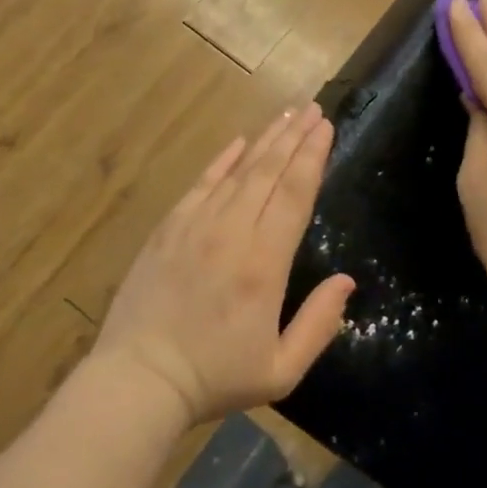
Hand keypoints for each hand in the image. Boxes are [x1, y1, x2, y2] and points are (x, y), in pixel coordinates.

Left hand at [92, 104, 354, 425]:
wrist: (139, 380)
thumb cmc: (215, 378)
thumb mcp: (281, 370)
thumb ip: (319, 324)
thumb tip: (347, 282)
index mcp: (264, 263)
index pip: (294, 195)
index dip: (312, 157)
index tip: (325, 127)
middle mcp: (232, 232)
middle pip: (269, 172)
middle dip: (294, 137)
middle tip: (313, 108)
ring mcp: (195, 226)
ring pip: (237, 171)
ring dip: (265, 140)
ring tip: (286, 114)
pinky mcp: (168, 229)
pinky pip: (200, 184)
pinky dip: (222, 160)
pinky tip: (238, 142)